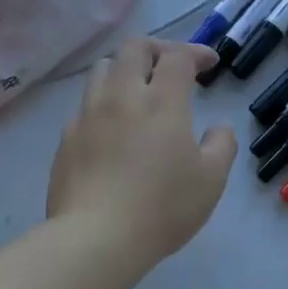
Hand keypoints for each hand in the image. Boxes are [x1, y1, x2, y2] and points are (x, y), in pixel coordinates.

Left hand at [47, 39, 235, 266]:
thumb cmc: (162, 207)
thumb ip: (221, 145)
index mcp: (162, 101)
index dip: (196, 52)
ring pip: (103, 70)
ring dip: (125, 69)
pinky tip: (113, 129)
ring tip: (138, 90)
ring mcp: (88, 116)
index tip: (209, 63)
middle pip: (134, 48)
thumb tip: (217, 129)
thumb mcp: (212, 179)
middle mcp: (122, 97)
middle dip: (157, 49)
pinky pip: (85, 105)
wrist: (95, 239)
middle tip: (172, 67)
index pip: (177, 56)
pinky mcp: (66, 139)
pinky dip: (105, 104)